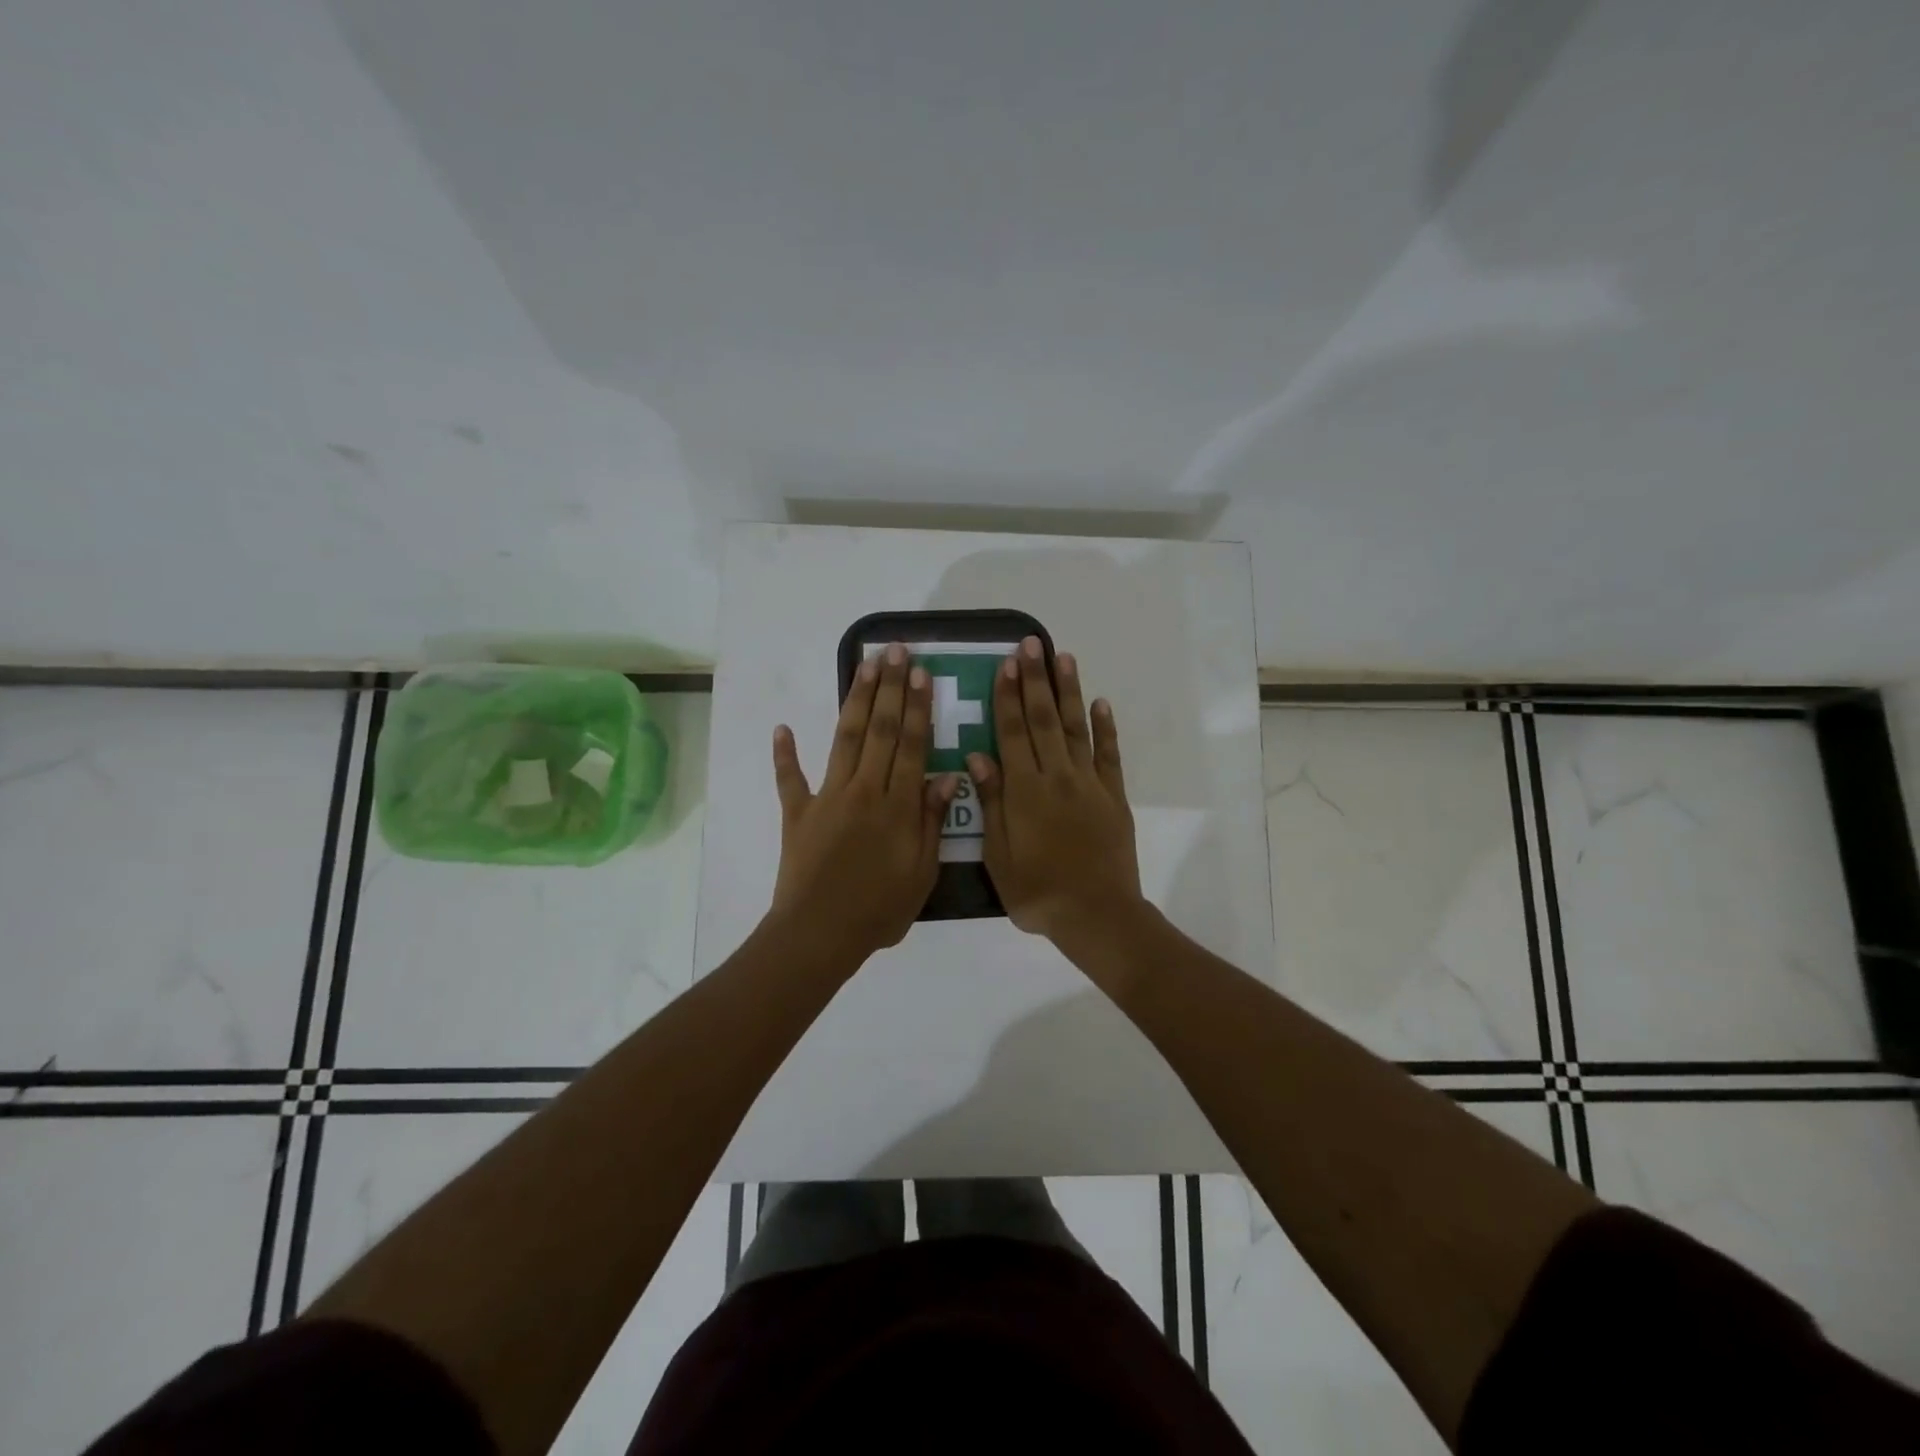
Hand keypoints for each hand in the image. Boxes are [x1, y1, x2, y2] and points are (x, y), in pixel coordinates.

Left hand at [769, 643, 958, 967]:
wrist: (819, 934)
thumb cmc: (879, 910)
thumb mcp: (922, 873)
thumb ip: (932, 822)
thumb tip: (946, 776)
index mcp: (897, 806)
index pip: (910, 745)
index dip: (917, 707)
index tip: (921, 674)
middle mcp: (863, 790)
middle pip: (879, 730)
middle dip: (890, 688)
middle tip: (896, 651)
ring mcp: (826, 798)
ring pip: (844, 739)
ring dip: (855, 700)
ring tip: (865, 665)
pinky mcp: (797, 813)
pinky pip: (789, 779)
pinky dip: (785, 754)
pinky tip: (783, 728)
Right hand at [968, 637, 1141, 944]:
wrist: (1096, 914)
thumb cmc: (1037, 890)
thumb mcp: (999, 854)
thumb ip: (991, 802)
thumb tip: (977, 757)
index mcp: (1024, 790)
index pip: (1012, 732)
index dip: (1007, 696)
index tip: (1006, 663)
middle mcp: (1057, 776)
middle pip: (1043, 720)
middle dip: (1035, 680)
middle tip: (1031, 644)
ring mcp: (1089, 784)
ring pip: (1076, 728)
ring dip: (1068, 692)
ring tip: (1063, 658)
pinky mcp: (1113, 796)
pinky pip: (1109, 755)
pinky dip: (1105, 728)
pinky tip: (1100, 704)